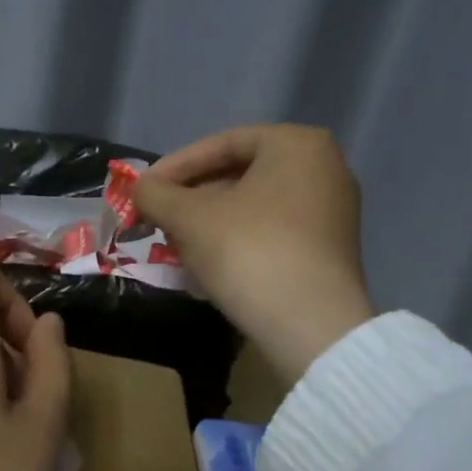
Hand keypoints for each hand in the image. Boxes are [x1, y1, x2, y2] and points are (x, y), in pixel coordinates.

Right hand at [134, 125, 374, 383]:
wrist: (310, 326)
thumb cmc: (249, 251)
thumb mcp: (189, 217)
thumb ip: (156, 194)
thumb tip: (139, 189)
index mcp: (297, 144)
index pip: (221, 144)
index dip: (173, 167)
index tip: (143, 191)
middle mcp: (324, 168)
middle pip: (238, 175)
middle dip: (190, 199)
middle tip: (156, 219)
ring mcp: (331, 212)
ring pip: (252, 208)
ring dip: (208, 224)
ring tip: (174, 245)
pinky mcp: (328, 251)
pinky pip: (271, 233)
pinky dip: (235, 242)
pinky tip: (206, 267)